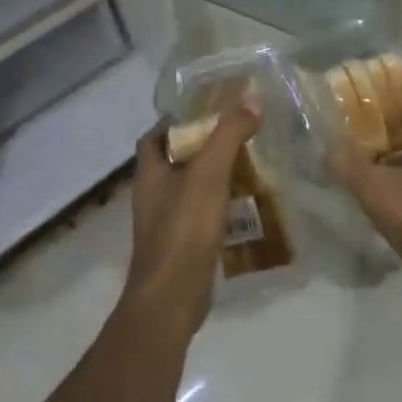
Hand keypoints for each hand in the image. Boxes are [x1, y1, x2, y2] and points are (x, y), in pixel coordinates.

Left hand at [122, 105, 260, 333]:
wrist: (171, 299)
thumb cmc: (184, 229)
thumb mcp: (210, 173)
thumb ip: (229, 135)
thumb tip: (252, 102)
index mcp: (149, 174)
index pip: (153, 137)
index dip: (174, 121)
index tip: (205, 112)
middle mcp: (152, 197)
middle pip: (173, 162)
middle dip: (200, 148)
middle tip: (234, 136)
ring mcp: (164, 225)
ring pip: (188, 190)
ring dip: (212, 178)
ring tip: (246, 166)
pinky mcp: (180, 248)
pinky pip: (199, 217)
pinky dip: (218, 207)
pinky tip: (244, 206)